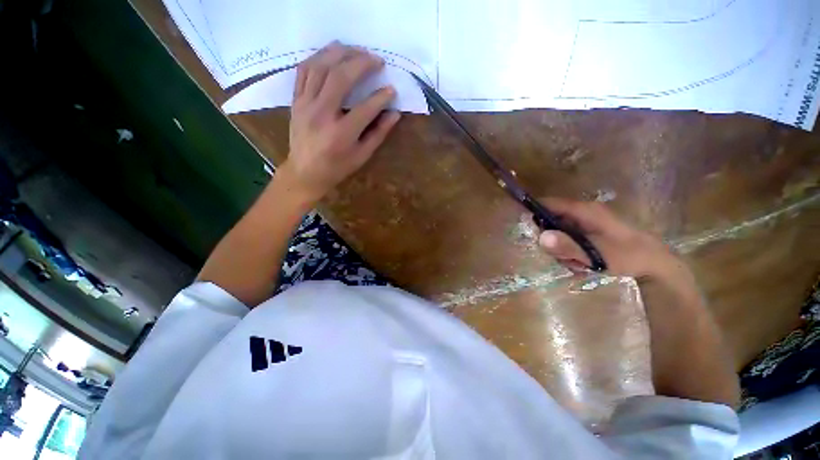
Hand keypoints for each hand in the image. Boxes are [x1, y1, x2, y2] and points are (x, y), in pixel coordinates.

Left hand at [281, 42, 400, 202]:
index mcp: (341, 134)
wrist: (305, 172)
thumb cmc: (337, 167)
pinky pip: (304, 71)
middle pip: (341, 77)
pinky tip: (331, 54)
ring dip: (340, 53)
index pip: (366, 108)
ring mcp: (305, 104)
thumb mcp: (361, 156)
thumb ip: (378, 134)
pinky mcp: (296, 100)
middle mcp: (322, 114)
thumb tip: (394, 114)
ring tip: (356, 49)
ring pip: (320, 67)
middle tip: (376, 60)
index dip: (381, 97)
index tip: (391, 89)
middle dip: (361, 63)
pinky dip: (318, 58)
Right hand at [537, 198, 680, 280]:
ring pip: (559, 232)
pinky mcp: (589, 231)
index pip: (548, 203)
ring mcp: (586, 222)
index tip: (527, 230)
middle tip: (560, 256)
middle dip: (551, 239)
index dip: (533, 212)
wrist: (656, 263)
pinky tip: (582, 262)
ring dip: (561, 248)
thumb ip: (568, 247)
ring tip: (577, 263)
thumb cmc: (627, 255)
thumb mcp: (596, 255)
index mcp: (583, 211)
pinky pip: (569, 238)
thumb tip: (540, 237)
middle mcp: (582, 213)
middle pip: (551, 220)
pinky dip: (570, 250)